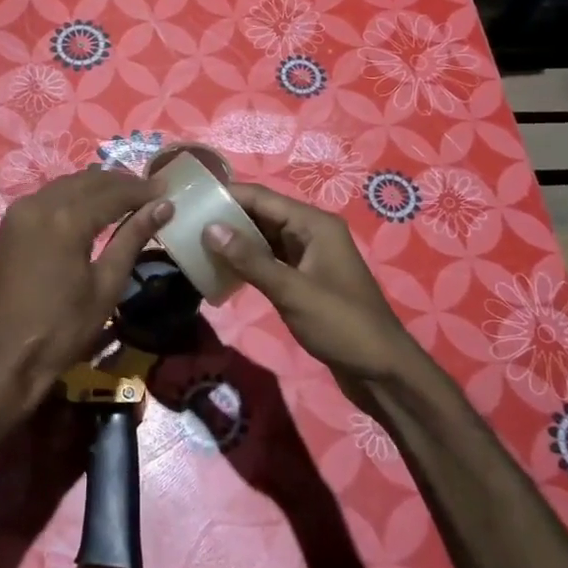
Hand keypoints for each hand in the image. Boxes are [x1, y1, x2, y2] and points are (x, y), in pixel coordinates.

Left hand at [0, 168, 171, 417]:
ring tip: (125, 197)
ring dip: (96, 185)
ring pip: (66, 184)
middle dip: (121, 182)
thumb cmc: (60, 330)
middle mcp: (40, 203)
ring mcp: (19, 212)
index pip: (114, 192)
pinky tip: (89, 208)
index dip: (142, 190)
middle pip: (88, 180)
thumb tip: (163, 207)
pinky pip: (47, 197)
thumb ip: (132, 239)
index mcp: (67, 218)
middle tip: (150, 192)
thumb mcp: (105, 287)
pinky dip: (73, 195)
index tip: (167, 189)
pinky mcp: (9, 225)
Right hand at [202, 182, 419, 381]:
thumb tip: (210, 228)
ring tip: (196, 244)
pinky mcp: (305, 279)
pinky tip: (222, 270)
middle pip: (262, 215)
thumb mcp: (291, 291)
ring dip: (235, 242)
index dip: (227, 196)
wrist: (382, 371)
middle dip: (227, 218)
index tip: (190, 200)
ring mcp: (309, 257)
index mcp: (314, 225)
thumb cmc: (341, 325)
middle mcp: (312, 233)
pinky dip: (248, 262)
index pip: (262, 198)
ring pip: (264, 239)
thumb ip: (250, 259)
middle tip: (185, 224)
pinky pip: (270, 260)